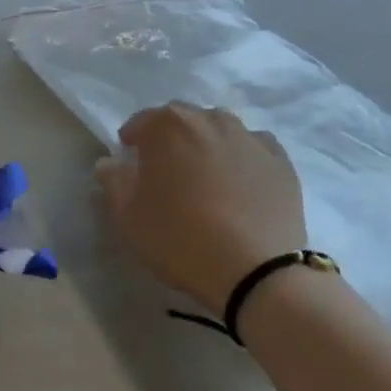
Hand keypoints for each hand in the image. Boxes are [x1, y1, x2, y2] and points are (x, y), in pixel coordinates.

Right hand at [94, 103, 305, 313]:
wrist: (256, 271)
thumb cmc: (180, 238)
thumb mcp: (128, 216)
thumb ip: (113, 181)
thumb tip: (110, 162)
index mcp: (167, 125)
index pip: (141, 122)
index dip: (133, 142)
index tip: (130, 163)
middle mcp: (208, 119)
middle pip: (182, 121)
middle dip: (170, 139)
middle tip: (167, 172)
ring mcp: (248, 137)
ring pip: (219, 130)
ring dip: (207, 145)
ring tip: (206, 178)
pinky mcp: (280, 160)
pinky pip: (253, 148)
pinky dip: (243, 159)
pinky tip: (241, 183)